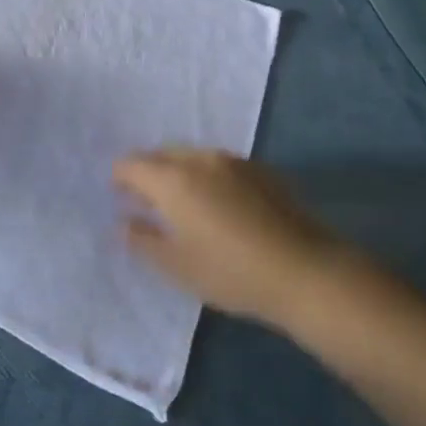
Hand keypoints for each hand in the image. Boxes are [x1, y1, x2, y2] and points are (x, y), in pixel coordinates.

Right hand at [114, 148, 352, 323]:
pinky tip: (219, 204)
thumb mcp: (176, 265)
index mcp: (172, 179)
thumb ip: (142, 240)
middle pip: (161, 154)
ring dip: (179, 172)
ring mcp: (234, 161)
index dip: (119, 178)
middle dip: (148, 172)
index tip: (119, 198)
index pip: (131, 164)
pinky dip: (208, 177)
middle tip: (147, 201)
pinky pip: (220, 165)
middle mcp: (200, 160)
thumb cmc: (231, 272)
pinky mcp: (262, 171)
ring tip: (183, 203)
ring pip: (192, 156)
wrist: (306, 272)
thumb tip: (123, 222)